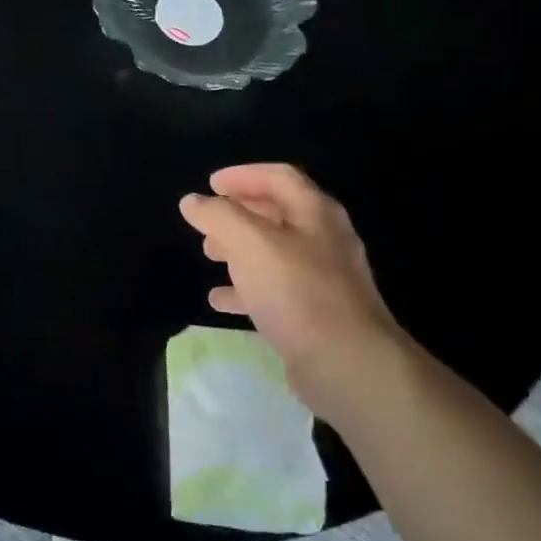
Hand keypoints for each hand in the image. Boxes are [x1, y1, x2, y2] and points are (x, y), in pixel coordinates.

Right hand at [179, 163, 412, 416]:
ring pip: (274, 253)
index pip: (278, 177)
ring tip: (209, 255)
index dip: (243, 175)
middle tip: (207, 223)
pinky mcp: (317, 314)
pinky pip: (276, 291)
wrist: (348, 364)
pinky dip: (246, 289)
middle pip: (277, 214)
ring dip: (239, 250)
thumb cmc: (298, 292)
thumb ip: (218, 216)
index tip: (210, 184)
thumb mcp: (250, 243)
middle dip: (238, 214)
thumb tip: (192, 202)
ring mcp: (324, 279)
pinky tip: (221, 299)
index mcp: (315, 213)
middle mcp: (324, 239)